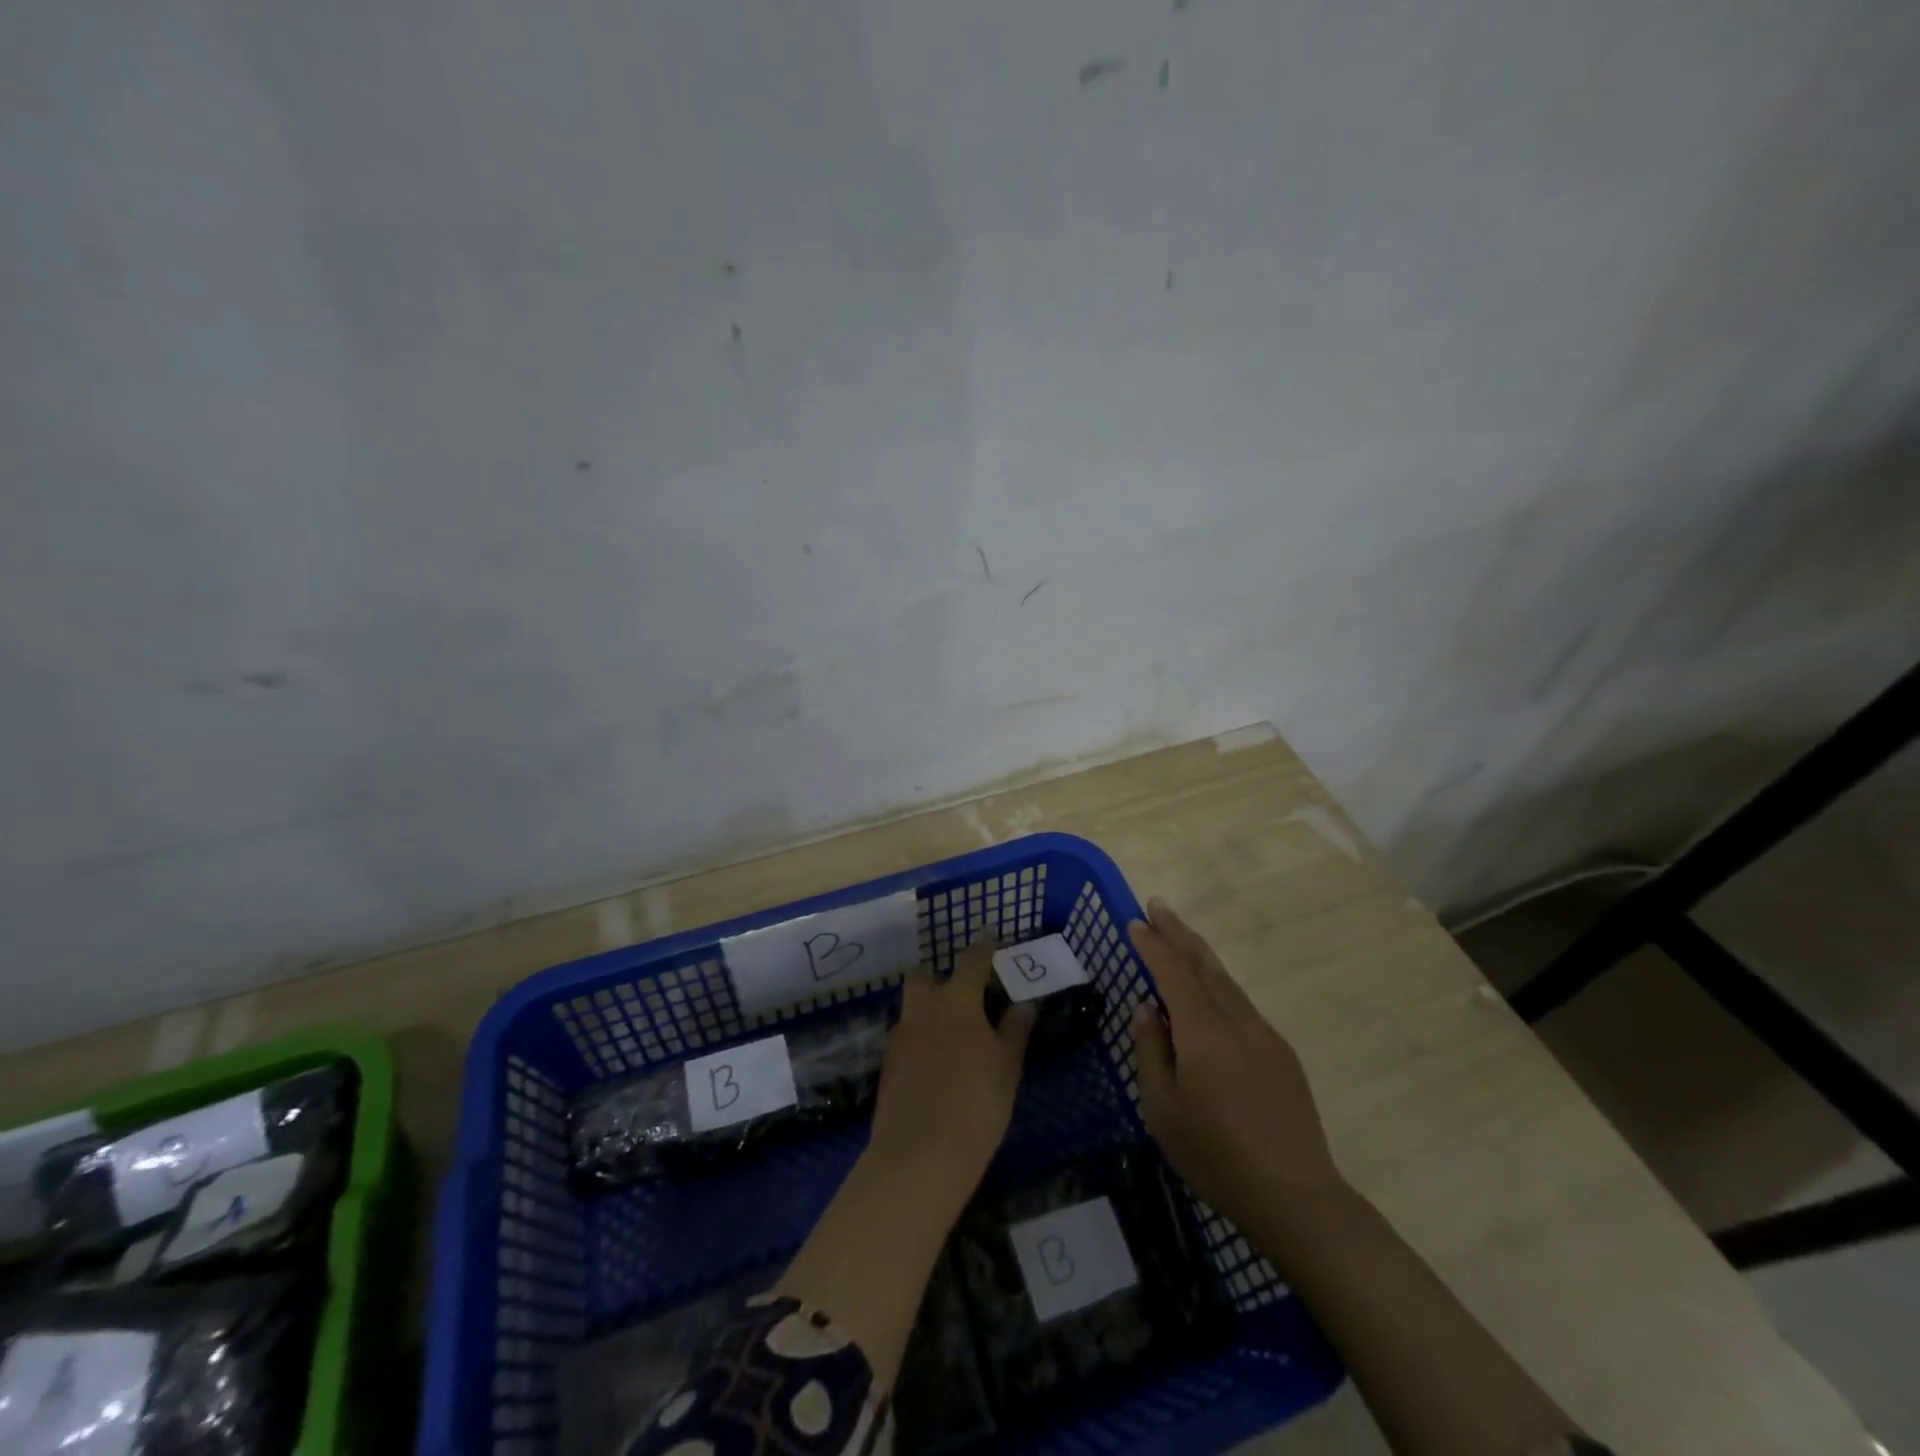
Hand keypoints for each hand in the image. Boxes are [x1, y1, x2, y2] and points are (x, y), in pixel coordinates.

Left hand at [868, 939, 1035, 1198]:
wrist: (920, 1154)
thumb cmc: (976, 1104)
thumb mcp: (1007, 1068)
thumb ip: (1014, 1031)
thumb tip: (1024, 1004)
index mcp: (957, 1003)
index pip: (971, 962)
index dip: (983, 947)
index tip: (990, 938)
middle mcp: (923, 1010)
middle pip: (922, 976)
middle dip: (938, 976)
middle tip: (961, 993)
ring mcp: (900, 1036)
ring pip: (911, 1007)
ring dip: (927, 1008)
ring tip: (950, 1032)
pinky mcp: (887, 1064)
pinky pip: (905, 1036)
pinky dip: (919, 1038)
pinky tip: (934, 1062)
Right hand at [1129, 897, 1344, 1230]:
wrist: (1297, 1196)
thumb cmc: (1217, 1156)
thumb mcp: (1164, 1110)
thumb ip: (1151, 1051)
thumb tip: (1147, 1008)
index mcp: (1203, 1032)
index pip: (1173, 972)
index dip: (1153, 944)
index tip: (1136, 921)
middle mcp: (1236, 1021)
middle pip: (1203, 964)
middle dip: (1178, 932)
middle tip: (1157, 904)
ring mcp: (1264, 1034)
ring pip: (1226, 981)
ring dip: (1199, 953)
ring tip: (1178, 935)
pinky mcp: (1281, 1053)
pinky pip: (1241, 1004)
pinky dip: (1218, 984)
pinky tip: (1209, 993)